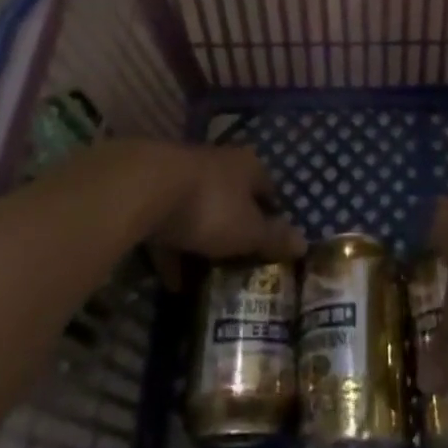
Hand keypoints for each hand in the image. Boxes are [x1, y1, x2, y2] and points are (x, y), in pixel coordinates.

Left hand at [141, 142, 305, 266]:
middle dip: (237, 227)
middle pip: (234, 198)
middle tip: (242, 262)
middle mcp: (218, 164)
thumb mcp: (248, 230)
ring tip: (208, 277)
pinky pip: (170, 226)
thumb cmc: (210, 207)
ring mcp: (183, 176)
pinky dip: (173, 251)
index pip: (268, 189)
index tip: (274, 243)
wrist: (143, 189)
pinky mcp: (152, 194)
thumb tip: (304, 243)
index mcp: (247, 166)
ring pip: (201, 210)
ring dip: (204, 240)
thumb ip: (273, 238)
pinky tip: (173, 282)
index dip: (273, 215)